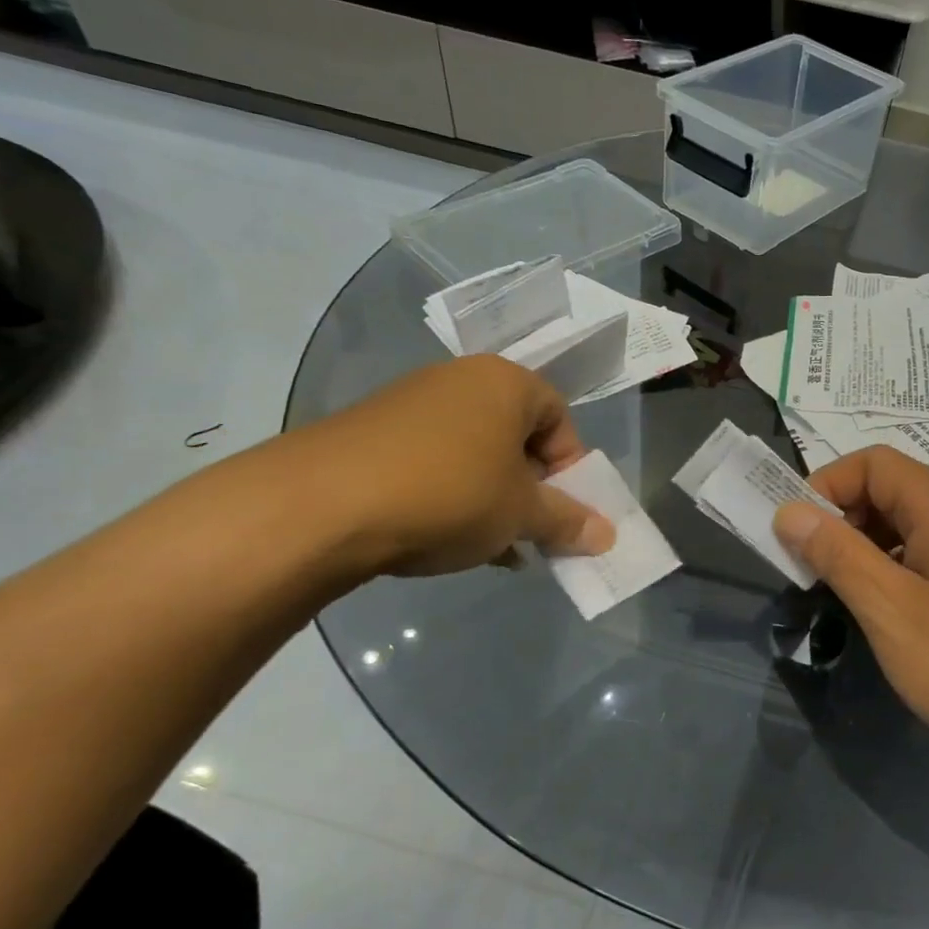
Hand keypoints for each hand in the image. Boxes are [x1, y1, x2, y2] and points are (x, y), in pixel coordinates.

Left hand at [274, 356, 614, 578]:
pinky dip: (452, 498)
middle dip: (531, 490)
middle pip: (516, 438)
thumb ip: (569, 521)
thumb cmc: (449, 494)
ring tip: (492, 546)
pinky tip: (449, 542)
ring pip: (475, 456)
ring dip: (493, 500)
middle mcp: (459, 382)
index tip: (563, 511)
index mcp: (506, 383)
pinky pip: (434, 465)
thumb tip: (608, 536)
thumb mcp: (521, 513)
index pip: (560, 420)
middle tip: (531, 531)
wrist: (320, 505)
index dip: (571, 470)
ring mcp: (410, 406)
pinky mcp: (372, 435)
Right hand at [773, 446, 928, 807]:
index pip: (873, 463)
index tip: (796, 535)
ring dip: (864, 548)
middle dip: (842, 519)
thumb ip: (837, 555)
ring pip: (907, 527)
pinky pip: (927, 557)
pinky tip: (881, 612)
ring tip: (839, 593)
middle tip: (811, 570)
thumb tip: (789, 511)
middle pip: (890, 490)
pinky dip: (892, 571)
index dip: (826, 486)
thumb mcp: (891, 610)